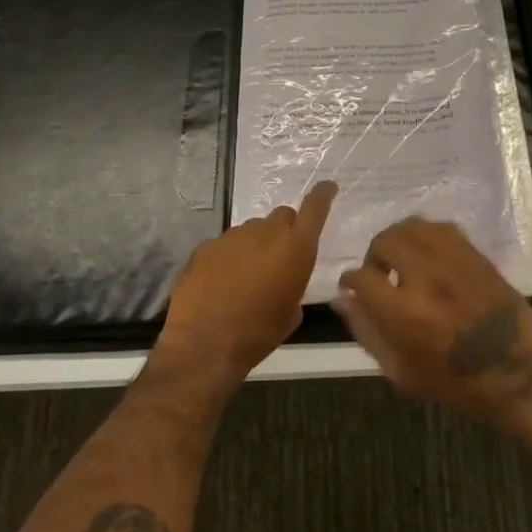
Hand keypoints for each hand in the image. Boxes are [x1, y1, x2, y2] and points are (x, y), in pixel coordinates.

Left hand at [158, 182, 337, 384]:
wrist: (204, 344)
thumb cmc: (258, 333)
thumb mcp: (290, 314)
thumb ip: (294, 286)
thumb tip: (285, 283)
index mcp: (295, 248)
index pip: (314, 208)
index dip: (322, 195)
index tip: (327, 187)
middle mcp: (265, 232)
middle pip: (282, 216)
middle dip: (284, 231)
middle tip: (279, 257)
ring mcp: (232, 236)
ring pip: (252, 230)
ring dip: (255, 246)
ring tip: (246, 277)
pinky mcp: (206, 246)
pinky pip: (225, 245)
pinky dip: (229, 258)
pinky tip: (221, 283)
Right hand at [334, 218, 531, 425]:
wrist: (517, 375)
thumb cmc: (455, 383)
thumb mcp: (401, 372)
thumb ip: (366, 332)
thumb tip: (342, 299)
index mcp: (404, 312)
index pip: (361, 277)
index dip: (350, 281)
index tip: (352, 287)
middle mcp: (426, 277)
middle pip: (385, 242)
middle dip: (374, 257)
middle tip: (380, 275)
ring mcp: (454, 261)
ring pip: (412, 227)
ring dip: (399, 241)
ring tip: (403, 261)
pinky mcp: (476, 255)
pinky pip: (441, 228)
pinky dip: (426, 236)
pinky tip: (428, 256)